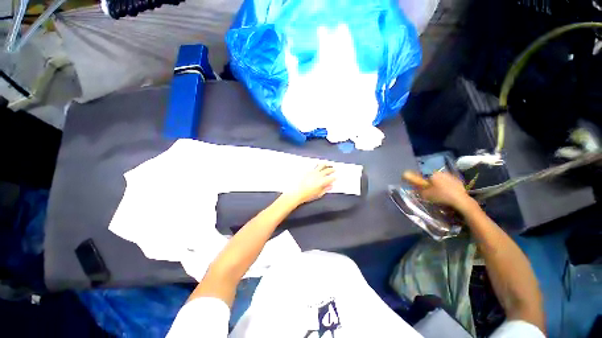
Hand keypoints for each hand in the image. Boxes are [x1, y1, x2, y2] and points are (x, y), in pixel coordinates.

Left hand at [290, 163, 335, 203]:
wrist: (296, 192)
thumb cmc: (308, 195)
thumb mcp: (319, 194)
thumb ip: (325, 189)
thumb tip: (331, 186)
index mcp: (323, 181)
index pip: (331, 178)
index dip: (334, 178)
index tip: (336, 177)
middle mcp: (319, 175)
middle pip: (327, 170)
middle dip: (331, 169)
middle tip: (334, 169)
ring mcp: (313, 171)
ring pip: (321, 165)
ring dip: (325, 164)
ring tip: (328, 163)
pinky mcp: (307, 170)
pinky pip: (314, 166)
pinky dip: (318, 164)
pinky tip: (318, 164)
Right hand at [407, 172, 474, 212]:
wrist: (461, 200)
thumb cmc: (441, 196)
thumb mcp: (426, 194)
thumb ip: (419, 190)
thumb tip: (414, 187)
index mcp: (433, 174)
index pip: (424, 176)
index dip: (423, 182)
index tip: (423, 188)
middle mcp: (442, 173)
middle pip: (433, 178)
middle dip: (432, 183)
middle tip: (432, 192)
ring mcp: (452, 176)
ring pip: (442, 180)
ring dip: (440, 185)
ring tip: (440, 194)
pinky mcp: (459, 181)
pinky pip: (450, 183)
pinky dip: (448, 187)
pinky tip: (448, 194)